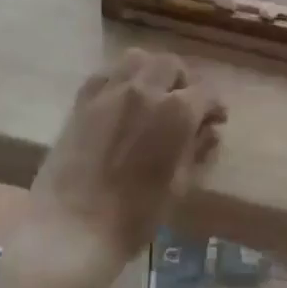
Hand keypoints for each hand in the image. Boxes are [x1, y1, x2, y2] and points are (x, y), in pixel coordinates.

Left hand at [17, 50, 224, 287]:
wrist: (71, 229)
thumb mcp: (178, 187)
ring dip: (151, 72)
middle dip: (184, 81)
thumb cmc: (134, 217)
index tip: (215, 120)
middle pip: (170, 65)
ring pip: (137, 59)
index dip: (214, 107)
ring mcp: (108, 91)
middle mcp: (144, 90)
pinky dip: (121, 78)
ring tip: (153, 96)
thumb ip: (197, 151)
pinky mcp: (81, 101)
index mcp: (176, 112)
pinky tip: (122, 101)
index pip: (205, 93)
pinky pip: (106, 73)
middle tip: (185, 106)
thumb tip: (209, 131)